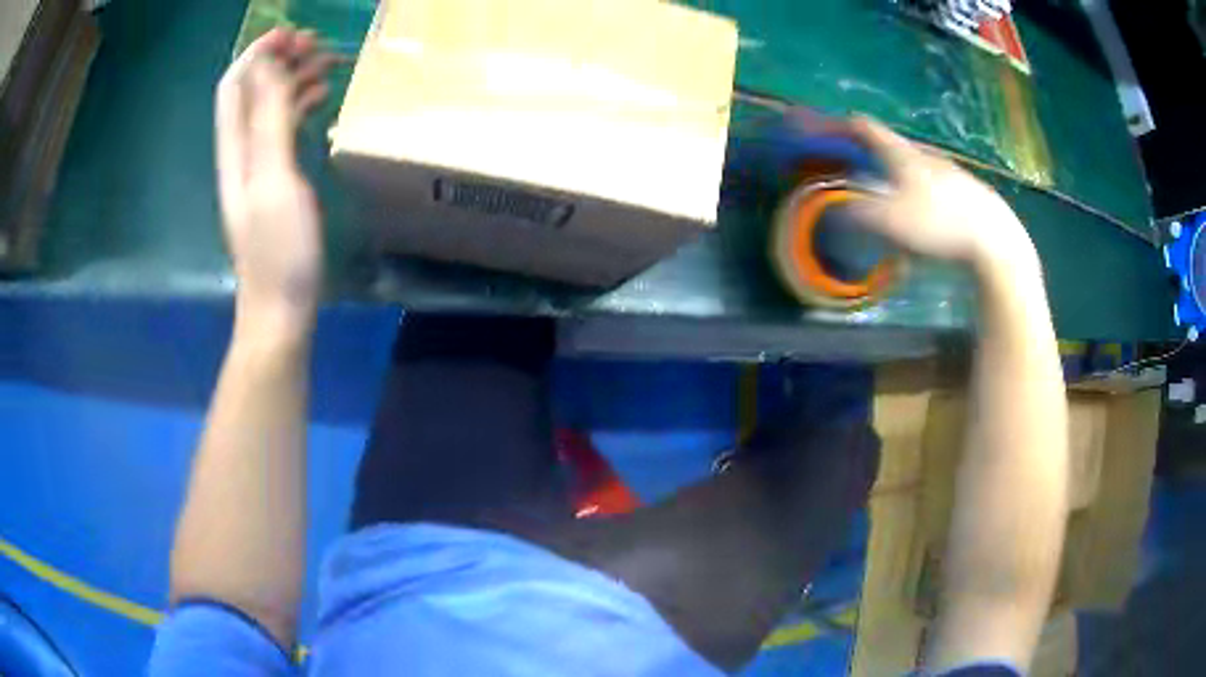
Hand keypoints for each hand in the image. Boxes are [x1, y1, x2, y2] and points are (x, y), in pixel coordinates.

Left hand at [215, 29, 336, 333]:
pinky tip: (323, 100)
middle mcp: (241, 152)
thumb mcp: (274, 180)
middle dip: (281, 59)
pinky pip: (284, 129)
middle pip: (253, 91)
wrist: (279, 309)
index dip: (257, 54)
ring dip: (294, 78)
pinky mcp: (275, 182)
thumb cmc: (279, 250)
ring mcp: (258, 167)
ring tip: (330, 63)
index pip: (235, 86)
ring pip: (271, 106)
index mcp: (235, 149)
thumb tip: (268, 64)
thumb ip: (268, 121)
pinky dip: (301, 105)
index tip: (293, 34)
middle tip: (319, 43)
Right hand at [848, 118, 1036, 272]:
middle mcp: (926, 155)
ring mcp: (951, 171)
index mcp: (902, 154)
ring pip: (918, 165)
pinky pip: (937, 183)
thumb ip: (857, 213)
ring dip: (900, 174)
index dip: (844, 125)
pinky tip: (928, 212)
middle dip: (873, 154)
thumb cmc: (938, 224)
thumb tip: (837, 208)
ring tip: (894, 194)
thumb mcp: (889, 222)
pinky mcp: (969, 191)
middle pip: (894, 146)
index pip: (867, 127)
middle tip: (860, 170)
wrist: (994, 239)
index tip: (828, 130)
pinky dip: (923, 190)